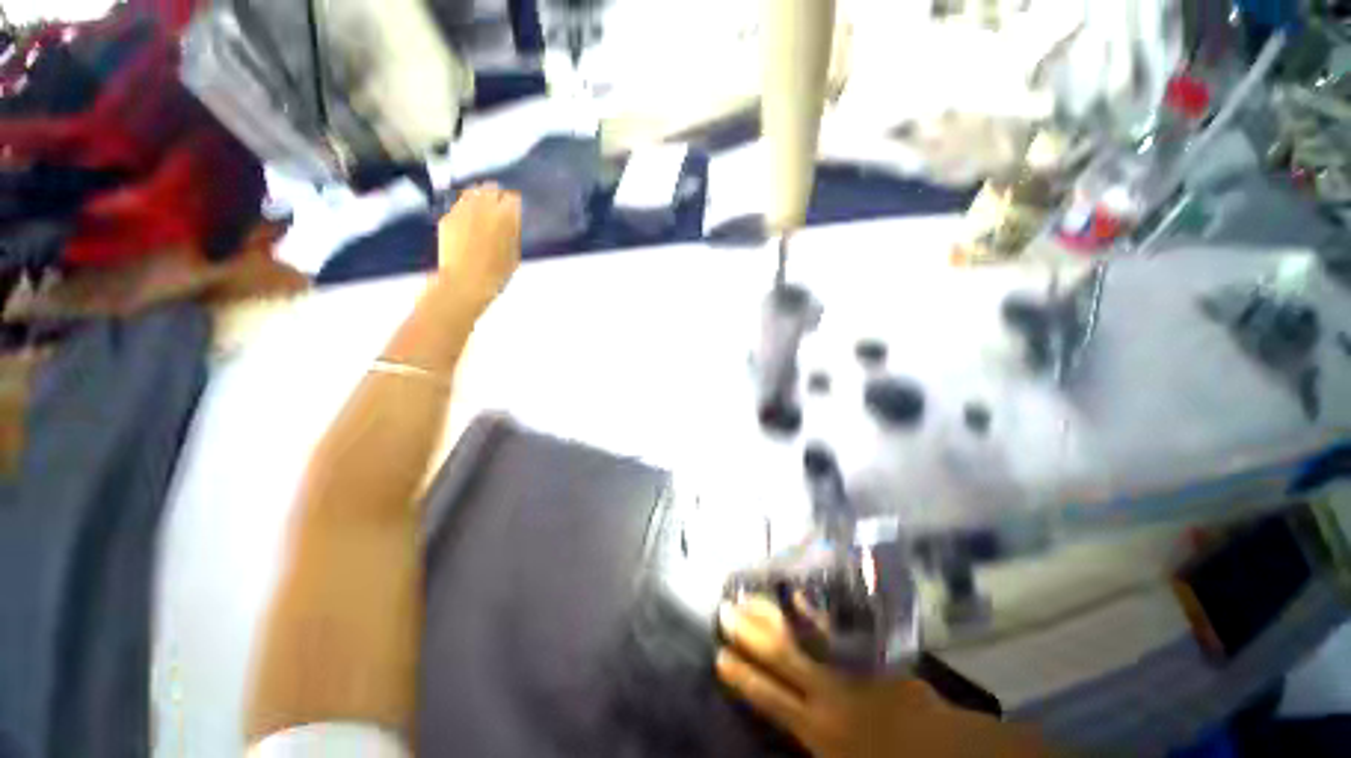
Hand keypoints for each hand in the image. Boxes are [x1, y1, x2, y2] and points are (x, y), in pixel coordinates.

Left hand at [435, 183, 520, 311]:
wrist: (464, 282)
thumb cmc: (495, 274)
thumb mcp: (514, 255)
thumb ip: (512, 233)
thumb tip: (510, 223)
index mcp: (506, 217)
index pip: (512, 198)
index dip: (513, 204)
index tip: (513, 209)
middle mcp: (484, 207)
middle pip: (491, 189)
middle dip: (495, 196)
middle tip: (498, 205)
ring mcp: (462, 210)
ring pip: (472, 192)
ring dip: (479, 198)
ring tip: (482, 208)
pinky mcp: (447, 217)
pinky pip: (458, 205)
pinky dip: (464, 209)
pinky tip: (467, 221)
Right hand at [716, 598, 1046, 757]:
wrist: (945, 751)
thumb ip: (812, 743)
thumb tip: (785, 718)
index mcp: (818, 731)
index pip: (768, 699)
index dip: (743, 677)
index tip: (720, 656)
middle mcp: (825, 694)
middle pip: (779, 658)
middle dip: (749, 634)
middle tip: (724, 610)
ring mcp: (847, 668)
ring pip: (800, 635)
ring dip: (772, 616)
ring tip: (749, 597)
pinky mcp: (865, 652)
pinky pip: (832, 628)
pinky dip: (812, 612)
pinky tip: (798, 597)